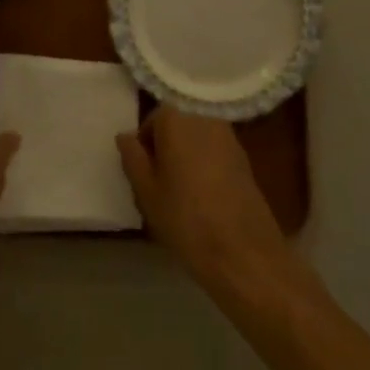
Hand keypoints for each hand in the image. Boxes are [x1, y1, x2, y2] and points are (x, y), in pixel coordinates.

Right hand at [118, 106, 312, 308]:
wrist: (244, 252)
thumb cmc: (186, 219)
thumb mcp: (146, 192)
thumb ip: (132, 158)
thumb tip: (125, 136)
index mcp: (177, 119)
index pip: (152, 120)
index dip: (144, 146)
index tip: (144, 175)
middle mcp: (204, 117)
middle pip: (177, 126)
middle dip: (166, 149)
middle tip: (160, 185)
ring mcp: (228, 136)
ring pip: (196, 140)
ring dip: (187, 157)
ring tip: (182, 194)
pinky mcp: (245, 158)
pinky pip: (215, 153)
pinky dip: (206, 166)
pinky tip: (205, 198)